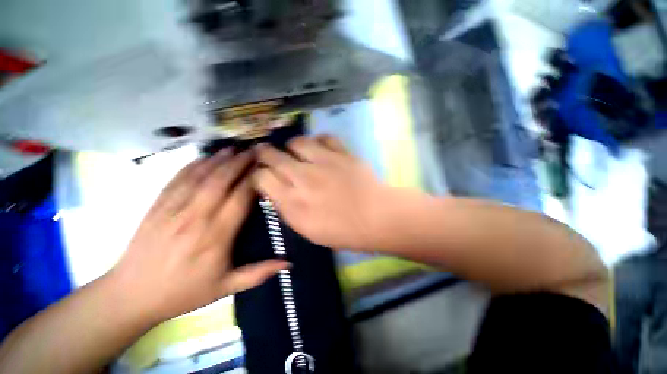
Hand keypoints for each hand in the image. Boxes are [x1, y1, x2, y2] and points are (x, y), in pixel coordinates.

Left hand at [110, 150, 288, 322]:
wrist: (132, 296)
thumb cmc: (184, 292)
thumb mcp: (226, 288)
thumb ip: (259, 273)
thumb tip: (288, 263)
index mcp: (216, 237)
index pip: (239, 200)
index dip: (253, 181)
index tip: (264, 169)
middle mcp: (195, 218)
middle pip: (220, 182)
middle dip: (238, 163)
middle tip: (252, 151)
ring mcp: (173, 210)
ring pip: (199, 177)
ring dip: (217, 160)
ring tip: (232, 148)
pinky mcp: (157, 207)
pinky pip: (176, 180)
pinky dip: (191, 166)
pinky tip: (203, 157)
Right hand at [253, 136, 389, 250]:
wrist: (377, 218)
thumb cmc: (343, 231)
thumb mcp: (308, 230)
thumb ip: (289, 209)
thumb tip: (277, 193)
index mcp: (293, 201)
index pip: (262, 178)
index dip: (258, 175)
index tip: (262, 176)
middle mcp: (303, 177)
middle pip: (273, 156)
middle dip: (264, 153)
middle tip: (265, 153)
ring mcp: (324, 161)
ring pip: (297, 142)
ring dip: (292, 146)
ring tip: (295, 150)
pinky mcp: (342, 153)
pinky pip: (325, 138)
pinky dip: (318, 141)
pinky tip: (319, 147)